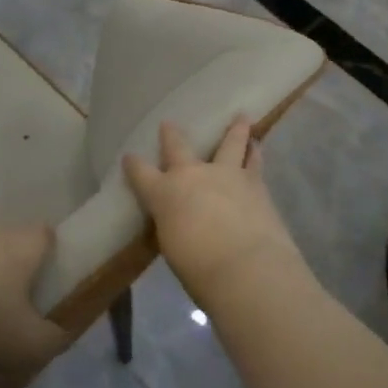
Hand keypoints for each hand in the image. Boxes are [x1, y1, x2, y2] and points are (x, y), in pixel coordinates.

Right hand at [123, 118, 305, 309]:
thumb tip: (179, 221)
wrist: (247, 267)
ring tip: (241, 118)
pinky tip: (258, 148)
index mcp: (165, 193)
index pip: (141, 173)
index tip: (129, 157)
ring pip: (230, 143)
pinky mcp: (255, 183)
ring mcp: (226, 174)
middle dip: (171, 135)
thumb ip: (174, 226)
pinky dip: (255, 153)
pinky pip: (254, 162)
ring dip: (234, 130)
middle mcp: (193, 175)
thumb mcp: (173, 248)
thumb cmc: (199, 269)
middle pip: (178, 146)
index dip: (133, 165)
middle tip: (168, 124)